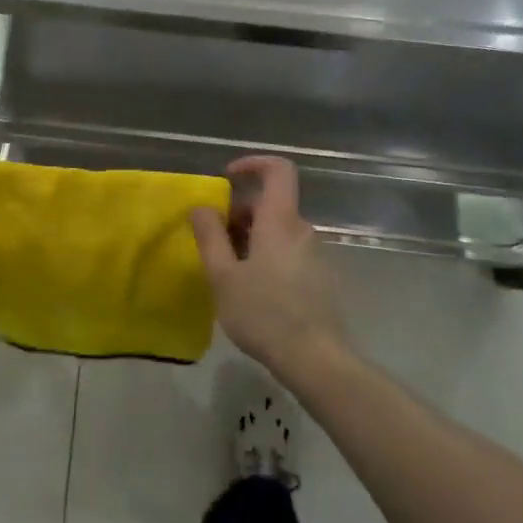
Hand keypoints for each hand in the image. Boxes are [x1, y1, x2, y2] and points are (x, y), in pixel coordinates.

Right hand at [190, 156, 346, 372]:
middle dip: (239, 215)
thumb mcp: (223, 276)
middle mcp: (303, 230)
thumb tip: (201, 207)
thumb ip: (210, 236)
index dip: (253, 164)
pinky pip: (289, 253)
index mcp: (280, 221)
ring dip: (251, 240)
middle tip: (214, 244)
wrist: (316, 358)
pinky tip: (253, 292)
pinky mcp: (320, 278)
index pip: (279, 170)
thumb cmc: (263, 313)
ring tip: (229, 273)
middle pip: (271, 205)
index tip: (227, 177)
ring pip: (278, 232)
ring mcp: (316, 254)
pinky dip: (267, 257)